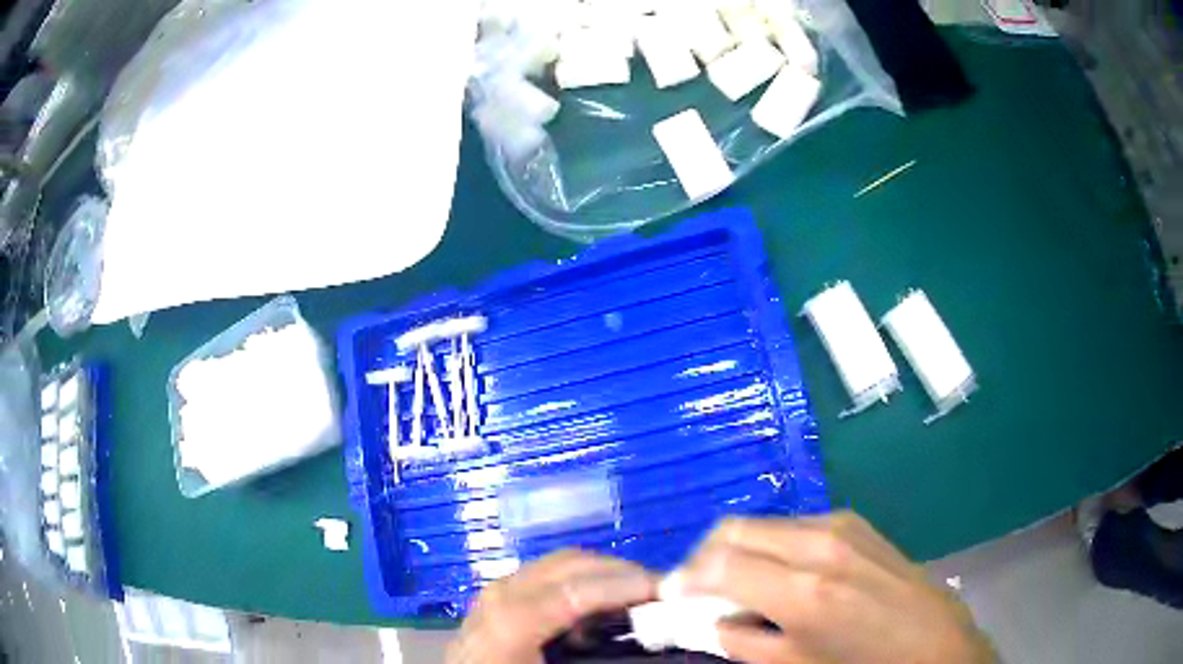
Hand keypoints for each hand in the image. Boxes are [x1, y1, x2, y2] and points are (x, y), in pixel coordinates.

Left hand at [447, 550, 657, 663]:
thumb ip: (601, 661)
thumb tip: (645, 640)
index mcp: (510, 621)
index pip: (575, 590)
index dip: (625, 587)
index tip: (669, 592)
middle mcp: (503, 593)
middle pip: (572, 565)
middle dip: (623, 572)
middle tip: (665, 591)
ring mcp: (500, 588)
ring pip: (562, 563)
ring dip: (606, 573)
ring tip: (641, 594)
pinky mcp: (502, 592)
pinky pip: (550, 574)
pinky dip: (585, 579)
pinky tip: (603, 603)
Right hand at [675, 512, 995, 662]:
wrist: (934, 642)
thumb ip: (739, 640)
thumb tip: (704, 619)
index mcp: (803, 590)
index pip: (718, 565)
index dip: (683, 579)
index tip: (669, 596)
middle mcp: (819, 544)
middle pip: (734, 530)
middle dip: (703, 557)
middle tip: (696, 590)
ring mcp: (840, 525)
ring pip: (761, 523)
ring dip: (735, 549)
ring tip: (735, 584)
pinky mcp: (854, 522)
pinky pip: (792, 524)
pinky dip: (768, 544)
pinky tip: (777, 573)